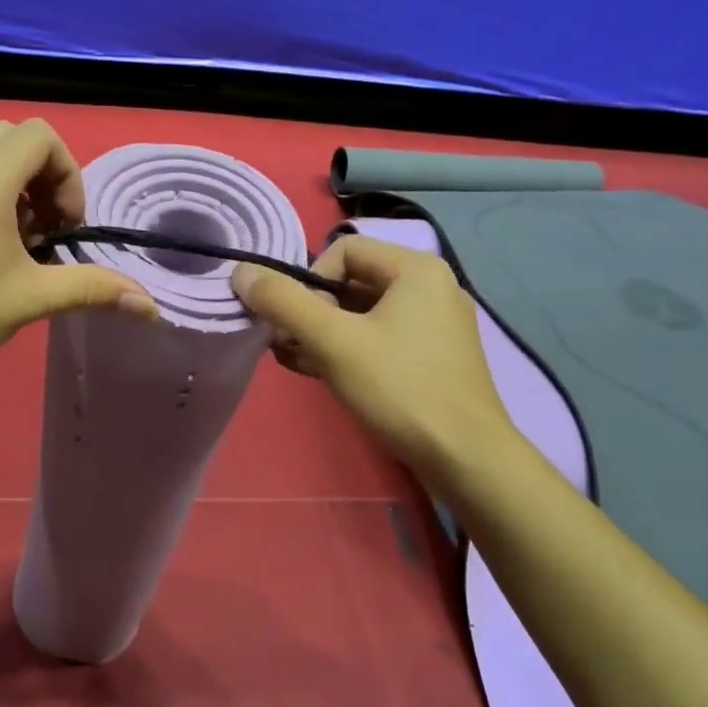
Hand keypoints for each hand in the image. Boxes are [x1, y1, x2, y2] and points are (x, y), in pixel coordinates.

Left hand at [0, 120, 157, 386]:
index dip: (68, 176)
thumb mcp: (31, 299)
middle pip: (17, 139)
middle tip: (49, 230)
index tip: (66, 227)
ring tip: (23, 241)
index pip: (42, 137)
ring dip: (19, 186)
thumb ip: (93, 288)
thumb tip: (151, 306)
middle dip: (46, 177)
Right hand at [231, 235, 515, 477]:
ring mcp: (437, 325)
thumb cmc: (399, 388)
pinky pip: (382, 339)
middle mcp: (432, 287)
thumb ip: (284, 303)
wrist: (464, 456)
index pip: (343, 250)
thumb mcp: (333, 342)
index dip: (309, 283)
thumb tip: (242, 272)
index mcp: (416, 269)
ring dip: (324, 334)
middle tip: (290, 346)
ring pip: (364, 315)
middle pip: (352, 283)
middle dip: (312, 312)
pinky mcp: (436, 357)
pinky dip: (350, 350)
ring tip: (298, 362)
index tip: (299, 324)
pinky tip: (325, 375)